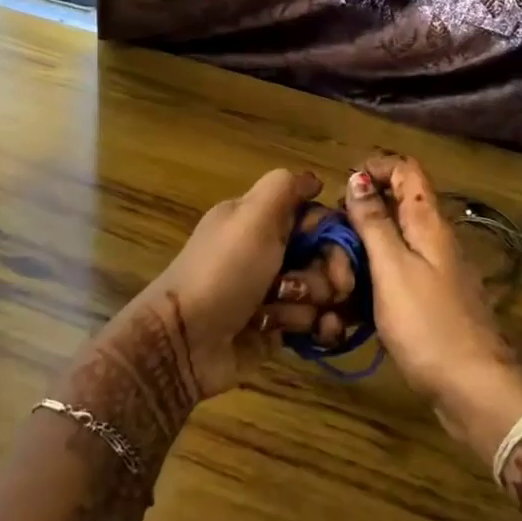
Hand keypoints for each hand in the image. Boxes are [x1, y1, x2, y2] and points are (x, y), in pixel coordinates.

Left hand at [114, 168, 343, 399]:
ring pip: (323, 292)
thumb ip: (285, 188)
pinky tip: (313, 335)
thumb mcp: (251, 216)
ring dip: (309, 304)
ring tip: (278, 314)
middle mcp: (269, 251)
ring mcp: (274, 291)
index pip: (317, 218)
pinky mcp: (277, 327)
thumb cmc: (223, 272)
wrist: (186, 341)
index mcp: (261, 220)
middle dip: (326, 276)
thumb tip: (314, 179)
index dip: (333, 235)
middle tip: (310, 290)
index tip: (335, 252)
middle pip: (326, 257)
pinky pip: (315, 322)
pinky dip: (316, 328)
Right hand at [342, 154, 521, 454]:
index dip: (375, 168)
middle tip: (329, 238)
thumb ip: (374, 222)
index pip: (406, 170)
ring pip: (391, 242)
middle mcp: (433, 239)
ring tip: (333, 272)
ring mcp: (433, 271)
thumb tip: (358, 176)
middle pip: (395, 205)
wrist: (475, 389)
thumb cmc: (429, 324)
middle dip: (360, 213)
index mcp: (428, 222)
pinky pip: (395, 274)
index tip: (342, 188)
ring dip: (361, 250)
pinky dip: (371, 279)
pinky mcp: (428, 300)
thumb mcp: (392, 268)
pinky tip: (349, 303)